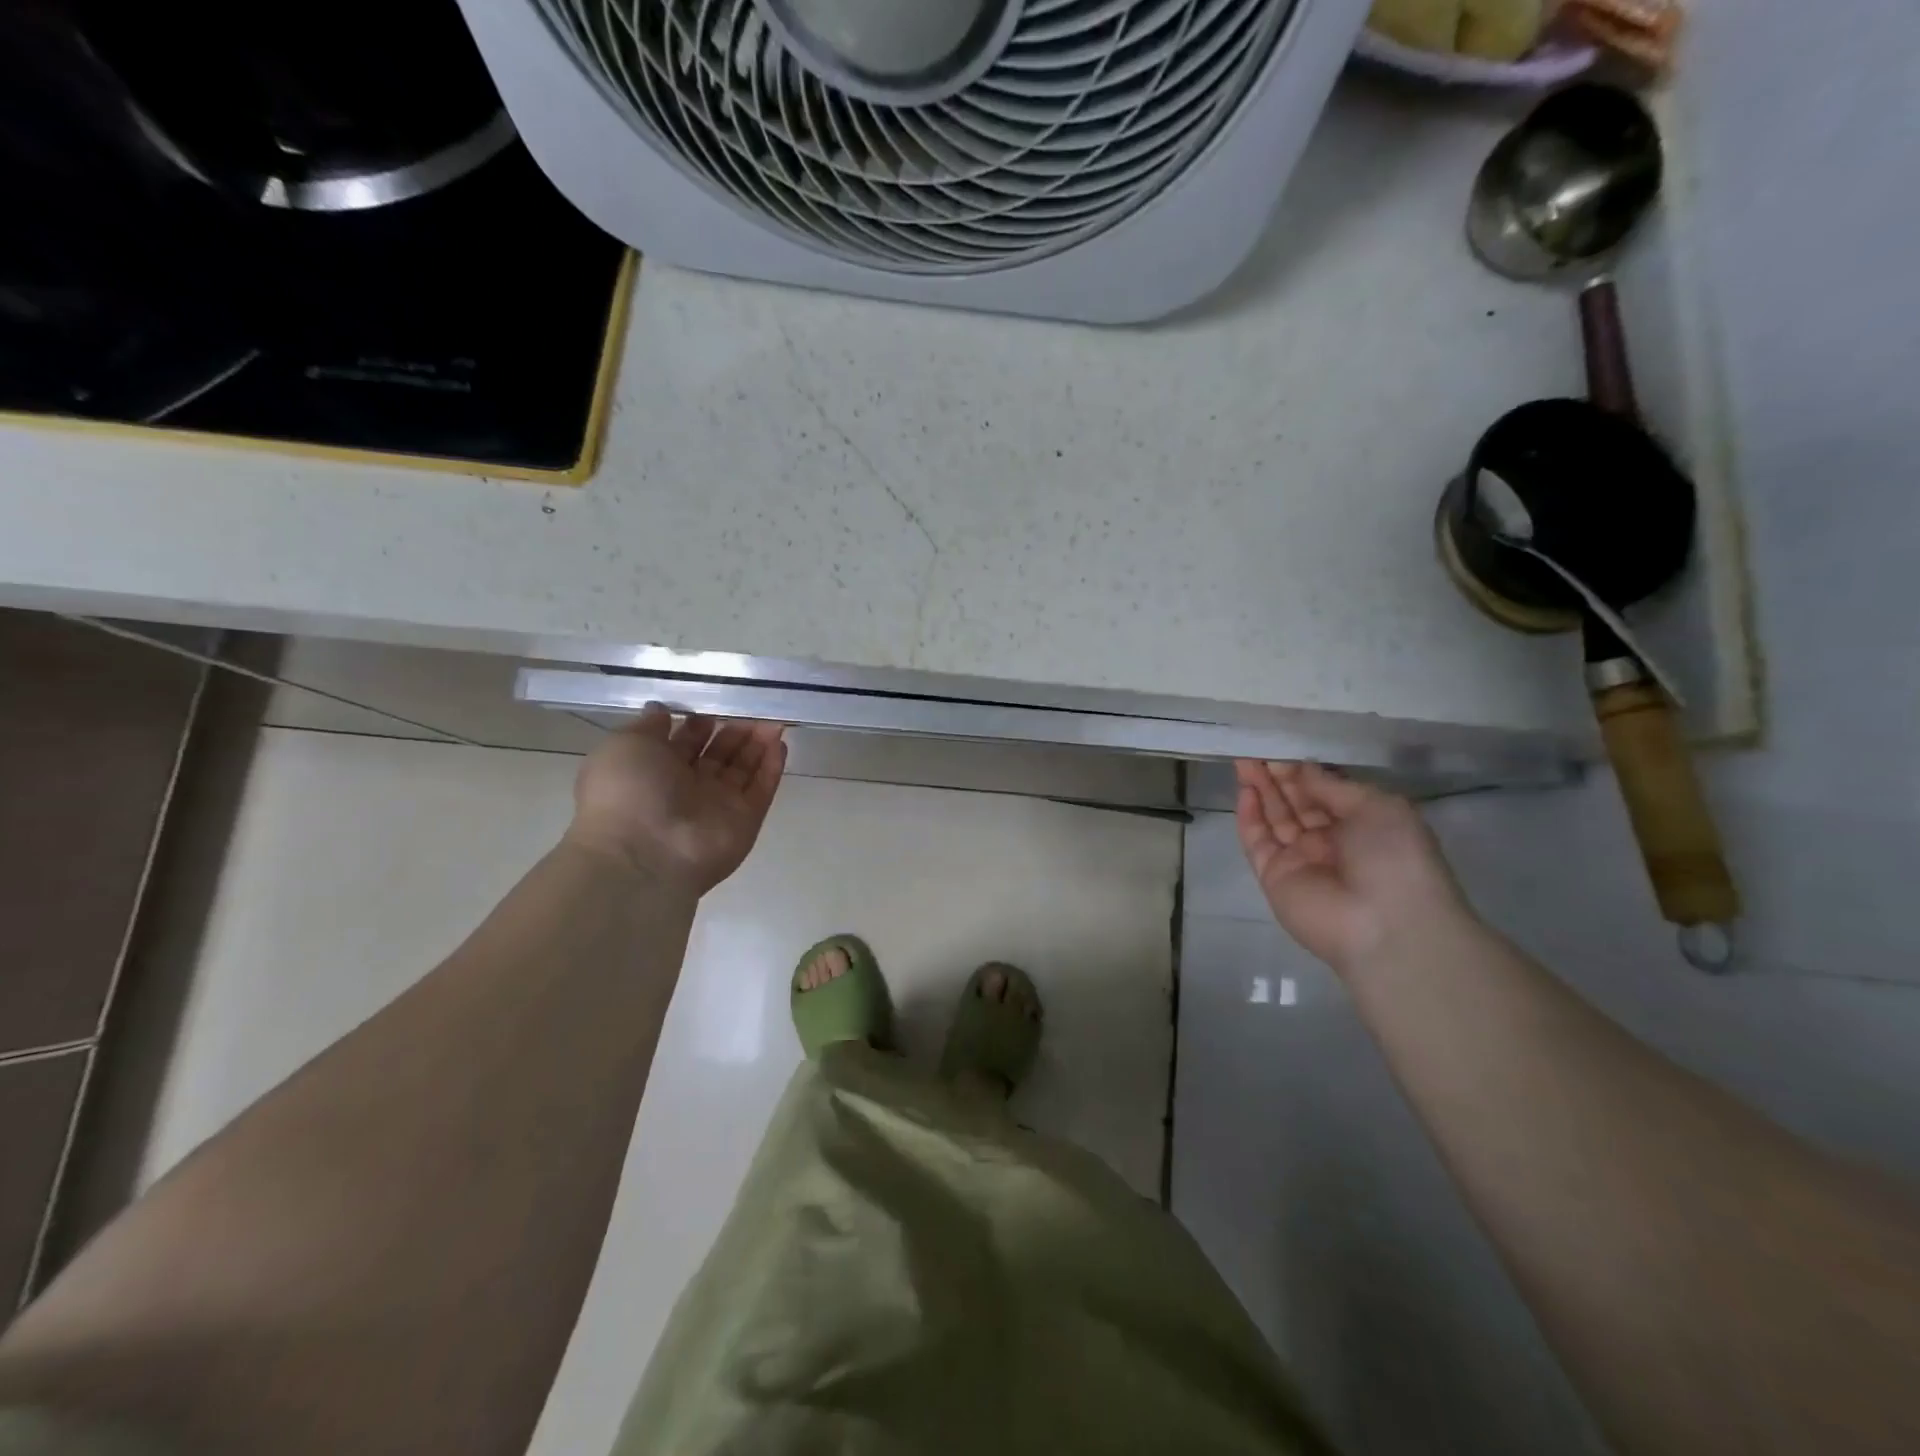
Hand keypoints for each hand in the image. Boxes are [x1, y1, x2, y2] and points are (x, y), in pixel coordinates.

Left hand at [565, 707, 786, 895]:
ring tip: (772, 719)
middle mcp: (686, 789)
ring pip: (742, 769)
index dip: (699, 723)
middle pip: (717, 755)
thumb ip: (649, 726)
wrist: (644, 854)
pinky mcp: (745, 821)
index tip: (715, 703)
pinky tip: (780, 743)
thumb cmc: (627, 792)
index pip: (684, 743)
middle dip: (733, 731)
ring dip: (757, 744)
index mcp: (653, 771)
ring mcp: (718, 807)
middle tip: (751, 708)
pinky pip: (761, 790)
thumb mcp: (626, 745)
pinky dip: (772, 768)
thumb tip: (661, 710)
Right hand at [1234, 760, 1470, 972]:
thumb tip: (1300, 768)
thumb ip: (1332, 785)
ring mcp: (1299, 858)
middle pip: (1295, 801)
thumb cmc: (1394, 857)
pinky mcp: (1273, 875)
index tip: (1282, 745)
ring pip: (1274, 817)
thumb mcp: (1377, 807)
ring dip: (1260, 788)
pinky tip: (1245, 790)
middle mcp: (1329, 840)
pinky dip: (1249, 816)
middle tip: (1256, 747)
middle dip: (1276, 774)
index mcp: (1361, 824)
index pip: (1324, 790)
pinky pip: (1257, 841)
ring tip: (1244, 759)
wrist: (1386, 925)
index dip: (1303, 768)